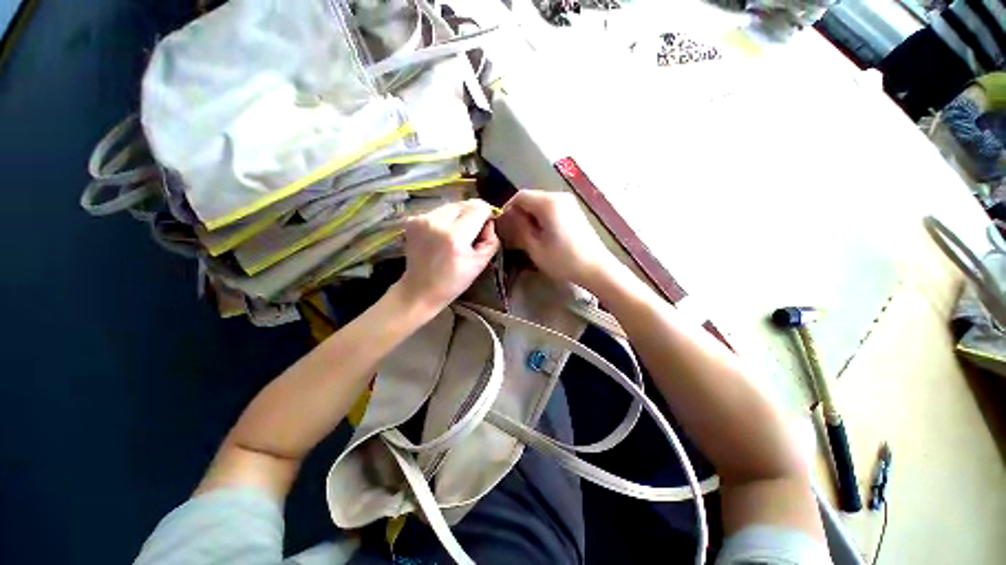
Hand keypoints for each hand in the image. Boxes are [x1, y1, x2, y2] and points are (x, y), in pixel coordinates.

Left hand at [395, 199, 499, 312]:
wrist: (420, 289)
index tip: (485, 230)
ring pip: (452, 205)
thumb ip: (491, 239)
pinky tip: (442, 236)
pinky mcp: (412, 219)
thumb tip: (489, 221)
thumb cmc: (454, 281)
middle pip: (465, 203)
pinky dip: (445, 219)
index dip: (487, 216)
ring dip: (459, 216)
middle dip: (473, 215)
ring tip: (455, 236)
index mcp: (455, 236)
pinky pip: (438, 211)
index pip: (479, 207)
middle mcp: (436, 222)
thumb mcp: (481, 263)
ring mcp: (421, 219)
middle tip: (470, 235)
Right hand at [497, 190, 620, 288]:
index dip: (508, 209)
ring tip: (528, 236)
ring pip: (542, 204)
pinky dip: (543, 218)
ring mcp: (570, 204)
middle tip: (514, 233)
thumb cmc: (563, 260)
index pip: (520, 196)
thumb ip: (519, 228)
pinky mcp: (575, 212)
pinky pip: (552, 209)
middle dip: (520, 214)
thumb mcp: (535, 247)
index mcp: (548, 203)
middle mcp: (559, 197)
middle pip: (532, 198)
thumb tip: (509, 217)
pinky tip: (543, 235)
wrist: (596, 268)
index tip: (503, 225)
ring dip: (531, 217)